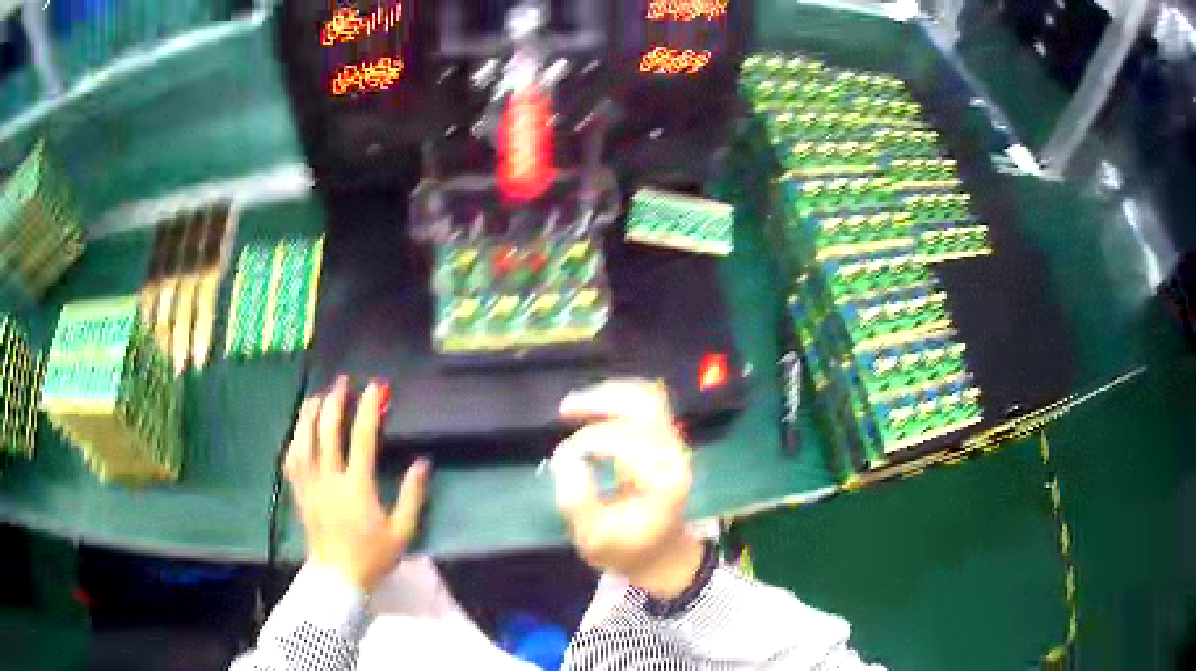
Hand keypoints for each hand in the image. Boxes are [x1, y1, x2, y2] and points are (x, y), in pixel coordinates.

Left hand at [284, 376, 430, 592]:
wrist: (338, 577)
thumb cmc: (373, 556)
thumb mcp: (402, 531)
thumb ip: (412, 496)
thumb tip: (422, 463)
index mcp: (356, 487)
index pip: (361, 438)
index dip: (368, 409)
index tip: (375, 387)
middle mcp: (329, 479)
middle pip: (326, 430)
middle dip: (334, 401)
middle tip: (341, 383)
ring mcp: (309, 485)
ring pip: (303, 440)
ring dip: (310, 414)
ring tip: (317, 397)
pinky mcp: (298, 493)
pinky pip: (291, 459)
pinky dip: (294, 439)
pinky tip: (299, 430)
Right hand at [552, 379, 704, 598]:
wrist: (662, 554)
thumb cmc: (627, 548)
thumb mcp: (594, 539)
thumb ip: (579, 503)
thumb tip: (566, 461)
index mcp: (663, 480)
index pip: (627, 441)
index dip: (588, 443)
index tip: (561, 461)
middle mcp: (674, 454)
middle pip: (645, 405)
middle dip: (602, 402)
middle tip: (565, 410)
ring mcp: (673, 443)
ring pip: (646, 396)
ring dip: (608, 394)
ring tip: (574, 405)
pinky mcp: (666, 439)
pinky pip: (645, 403)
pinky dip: (616, 399)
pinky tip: (592, 409)